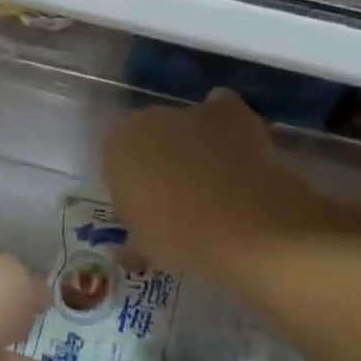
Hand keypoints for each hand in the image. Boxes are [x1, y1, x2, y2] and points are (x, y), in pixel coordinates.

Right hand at [103, 89, 340, 284]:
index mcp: (116, 150)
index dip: (133, 185)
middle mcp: (147, 121)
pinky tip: (237, 148)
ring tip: (215, 179)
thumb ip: (134, 241)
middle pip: (150, 137)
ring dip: (194, 142)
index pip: (117, 161)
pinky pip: (222, 109)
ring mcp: (190, 112)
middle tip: (179, 196)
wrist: (244, 223)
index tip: (147, 208)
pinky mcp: (231, 112)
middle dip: (161, 159)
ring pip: (185, 123)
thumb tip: (131, 251)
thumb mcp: (146, 247)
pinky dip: (227, 123)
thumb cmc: (179, 236)